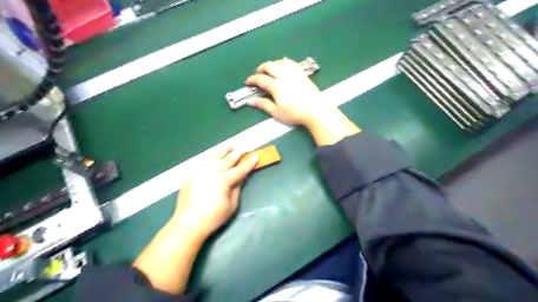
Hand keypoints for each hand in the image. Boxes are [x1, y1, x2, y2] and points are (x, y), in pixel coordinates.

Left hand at [171, 147, 256, 239]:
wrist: (188, 222)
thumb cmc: (213, 217)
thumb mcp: (231, 205)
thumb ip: (237, 188)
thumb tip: (242, 176)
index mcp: (224, 180)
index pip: (240, 169)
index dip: (249, 163)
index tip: (255, 156)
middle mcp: (212, 171)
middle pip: (228, 159)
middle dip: (238, 153)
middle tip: (245, 149)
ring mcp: (200, 170)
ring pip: (214, 155)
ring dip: (223, 150)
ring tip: (230, 147)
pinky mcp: (191, 173)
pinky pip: (202, 160)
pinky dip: (210, 155)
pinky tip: (213, 154)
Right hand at [245, 58, 327, 126]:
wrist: (316, 110)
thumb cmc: (295, 113)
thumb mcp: (277, 112)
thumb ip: (264, 105)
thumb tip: (251, 101)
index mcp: (276, 85)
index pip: (260, 79)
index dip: (252, 79)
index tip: (247, 83)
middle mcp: (284, 75)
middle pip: (269, 65)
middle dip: (261, 68)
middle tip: (258, 74)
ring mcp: (294, 73)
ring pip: (279, 62)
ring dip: (272, 64)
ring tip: (270, 70)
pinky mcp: (302, 73)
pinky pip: (291, 63)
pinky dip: (284, 62)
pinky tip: (284, 64)